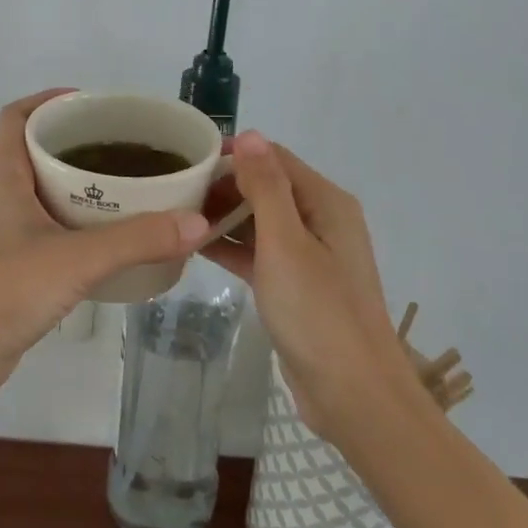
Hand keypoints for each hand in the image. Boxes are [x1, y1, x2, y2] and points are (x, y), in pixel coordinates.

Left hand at [0, 90, 209, 405]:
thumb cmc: (3, 292)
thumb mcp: (76, 260)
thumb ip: (137, 240)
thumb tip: (198, 223)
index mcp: (1, 174)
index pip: (18, 115)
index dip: (52, 100)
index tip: (95, 104)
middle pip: (35, 146)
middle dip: (77, 139)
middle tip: (126, 144)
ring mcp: (0, 227)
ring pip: (41, 185)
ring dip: (78, 179)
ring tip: (127, 181)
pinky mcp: (9, 257)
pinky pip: (45, 220)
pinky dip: (74, 215)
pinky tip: (108, 231)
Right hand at [200, 131, 415, 442]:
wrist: (352, 394)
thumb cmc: (318, 312)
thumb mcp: (285, 243)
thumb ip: (265, 187)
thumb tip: (249, 134)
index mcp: (326, 203)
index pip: (274, 159)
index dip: (233, 155)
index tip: (186, 162)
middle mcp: (321, 221)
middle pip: (267, 187)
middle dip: (224, 186)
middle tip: (174, 194)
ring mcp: (309, 256)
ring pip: (260, 222)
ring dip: (224, 217)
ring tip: (176, 217)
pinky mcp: (296, 286)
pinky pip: (259, 253)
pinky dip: (232, 247)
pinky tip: (195, 247)